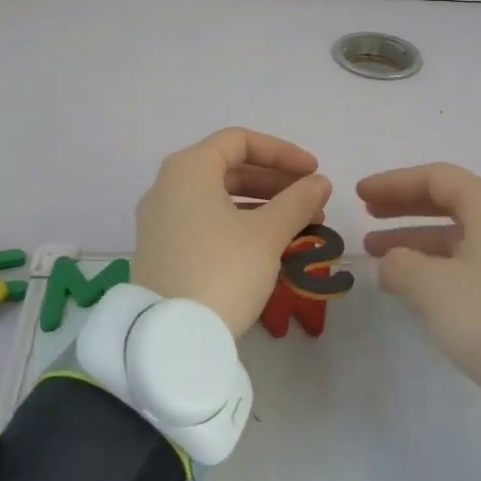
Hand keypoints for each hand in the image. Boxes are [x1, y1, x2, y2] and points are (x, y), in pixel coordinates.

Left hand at [134, 128, 332, 336]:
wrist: (171, 338)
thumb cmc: (222, 271)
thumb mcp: (267, 234)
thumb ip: (297, 201)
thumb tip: (319, 182)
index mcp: (189, 169)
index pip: (240, 141)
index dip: (281, 152)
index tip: (313, 172)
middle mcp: (168, 185)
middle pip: (228, 168)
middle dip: (275, 182)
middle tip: (311, 201)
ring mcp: (160, 219)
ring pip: (219, 197)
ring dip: (262, 205)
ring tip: (301, 226)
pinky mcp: (162, 249)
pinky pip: (206, 221)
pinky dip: (239, 224)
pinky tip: (269, 245)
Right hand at [360, 163, 480, 408]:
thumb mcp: (432, 287)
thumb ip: (400, 264)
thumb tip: (391, 263)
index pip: (435, 178)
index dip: (393, 183)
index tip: (360, 194)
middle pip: (446, 200)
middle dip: (403, 206)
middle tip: (367, 214)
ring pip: (455, 232)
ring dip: (414, 238)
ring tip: (376, 252)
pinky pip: (467, 257)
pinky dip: (434, 261)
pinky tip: (409, 280)